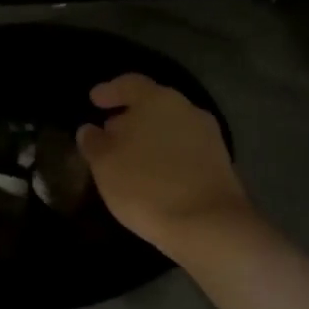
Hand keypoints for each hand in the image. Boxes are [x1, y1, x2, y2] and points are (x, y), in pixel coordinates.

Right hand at [77, 74, 249, 257]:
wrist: (208, 225)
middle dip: (130, 116)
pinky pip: (185, 149)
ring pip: (170, 127)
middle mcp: (186, 108)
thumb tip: (89, 130)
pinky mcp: (219, 162)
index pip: (130, 83)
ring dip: (150, 137)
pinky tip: (154, 174)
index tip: (94, 100)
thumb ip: (94, 143)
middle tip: (109, 133)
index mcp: (157, 99)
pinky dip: (167, 154)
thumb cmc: (146, 186)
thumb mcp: (105, 166)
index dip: (110, 91)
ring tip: (130, 158)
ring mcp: (208, 135)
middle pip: (153, 104)